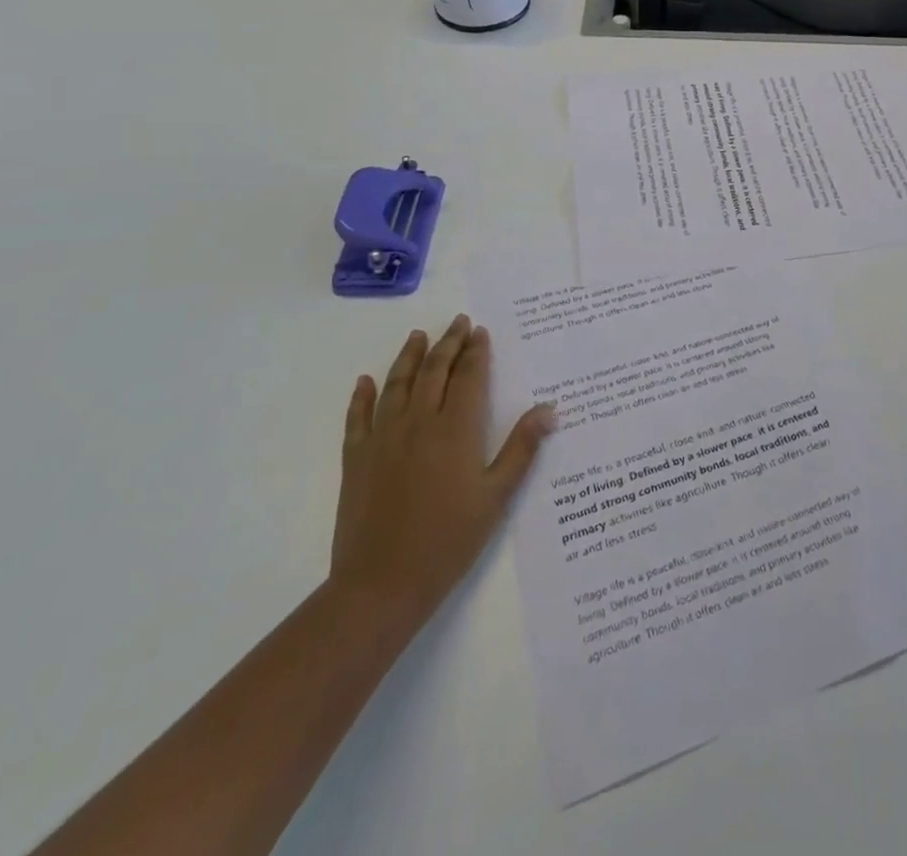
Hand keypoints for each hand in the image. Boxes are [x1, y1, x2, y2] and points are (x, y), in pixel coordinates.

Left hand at [328, 314, 555, 643]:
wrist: (381, 584)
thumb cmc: (448, 540)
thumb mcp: (496, 497)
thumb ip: (521, 448)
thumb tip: (548, 409)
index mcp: (456, 429)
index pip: (469, 377)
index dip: (476, 351)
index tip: (481, 331)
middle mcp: (419, 422)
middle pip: (435, 371)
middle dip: (449, 343)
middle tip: (459, 321)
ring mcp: (383, 438)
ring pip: (397, 384)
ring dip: (409, 357)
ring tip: (419, 336)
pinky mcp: (357, 458)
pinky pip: (358, 417)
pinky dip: (362, 395)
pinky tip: (366, 381)